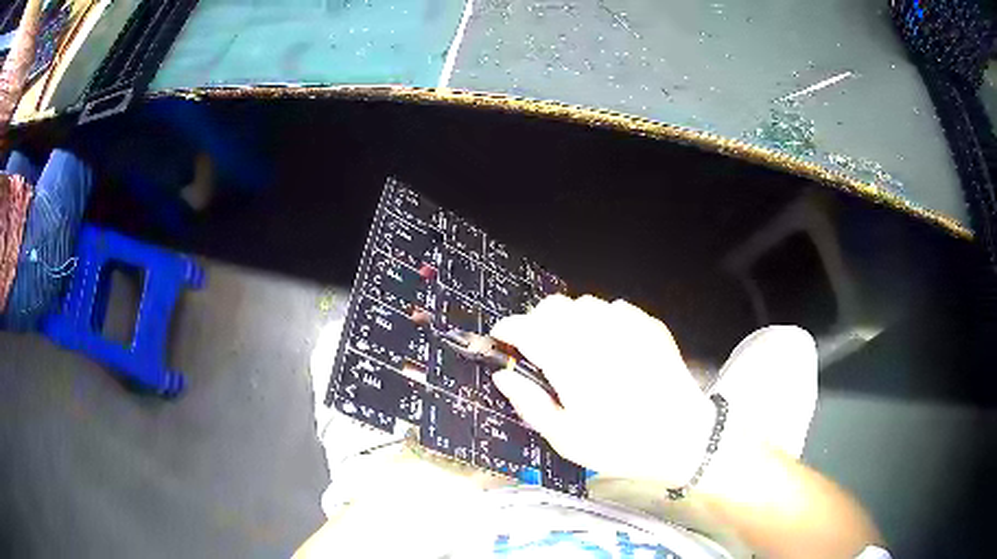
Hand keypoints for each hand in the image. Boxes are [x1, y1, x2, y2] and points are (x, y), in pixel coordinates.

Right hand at [490, 295, 714, 486]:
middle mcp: (595, 331)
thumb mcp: (566, 437)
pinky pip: (614, 309)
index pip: (525, 327)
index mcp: (569, 359)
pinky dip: (602, 322)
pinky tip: (610, 349)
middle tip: (540, 351)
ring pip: (583, 304)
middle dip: (537, 322)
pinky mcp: (648, 324)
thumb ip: (529, 402)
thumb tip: (504, 375)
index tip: (503, 342)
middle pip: (553, 306)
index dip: (507, 330)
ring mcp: (626, 323)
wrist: (682, 436)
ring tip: (577, 350)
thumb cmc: (619, 443)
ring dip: (570, 321)